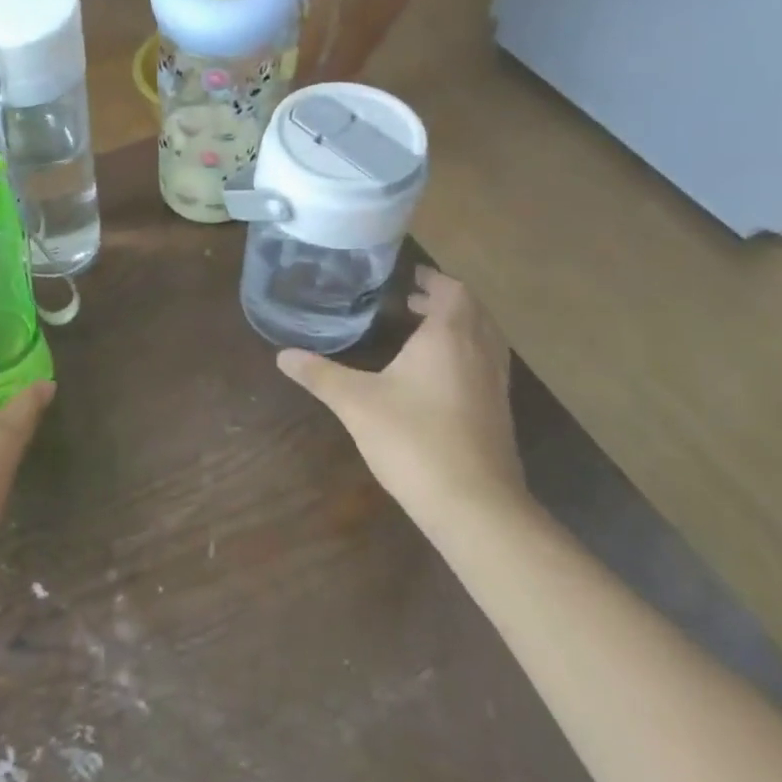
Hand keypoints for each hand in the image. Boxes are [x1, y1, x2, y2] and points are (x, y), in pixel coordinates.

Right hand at [277, 269, 527, 530]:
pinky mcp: (499, 412)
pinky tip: (438, 377)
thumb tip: (282, 355)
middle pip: (472, 311)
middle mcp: (479, 352)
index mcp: (449, 336)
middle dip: (444, 301)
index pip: (452, 290)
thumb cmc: (413, 439)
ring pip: (484, 339)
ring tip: (423, 332)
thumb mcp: (355, 403)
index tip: (409, 276)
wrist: (474, 505)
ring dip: (459, 327)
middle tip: (409, 301)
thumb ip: (320, 375)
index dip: (433, 279)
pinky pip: (486, 365)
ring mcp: (495, 384)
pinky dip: (466, 354)